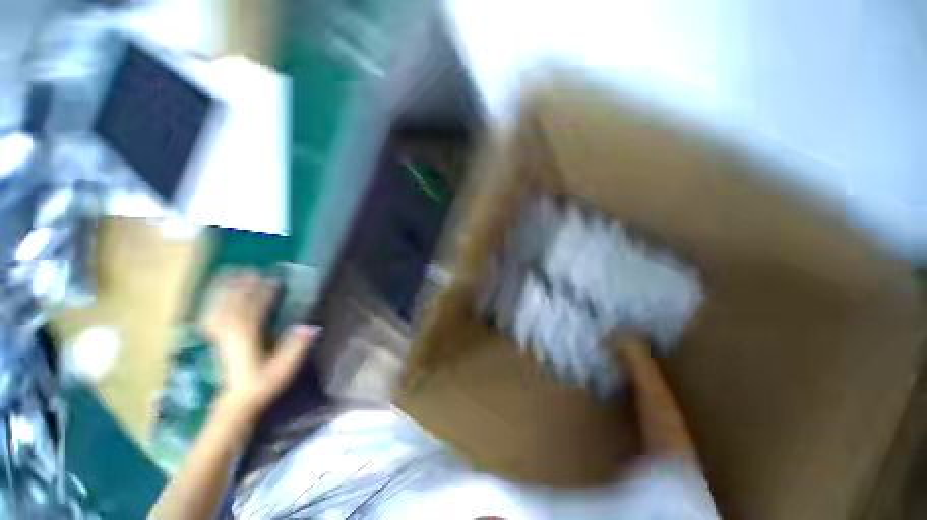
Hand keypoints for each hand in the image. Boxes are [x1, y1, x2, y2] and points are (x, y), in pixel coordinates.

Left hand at [200, 270, 317, 414]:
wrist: (235, 402)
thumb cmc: (261, 384)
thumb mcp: (283, 369)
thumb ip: (295, 348)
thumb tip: (311, 326)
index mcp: (247, 339)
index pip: (255, 309)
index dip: (264, 294)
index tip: (274, 280)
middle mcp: (230, 334)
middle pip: (234, 304)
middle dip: (243, 285)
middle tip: (253, 269)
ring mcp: (219, 336)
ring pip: (218, 306)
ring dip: (224, 288)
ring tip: (230, 272)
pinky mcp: (214, 339)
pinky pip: (210, 315)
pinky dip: (211, 301)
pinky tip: (215, 294)